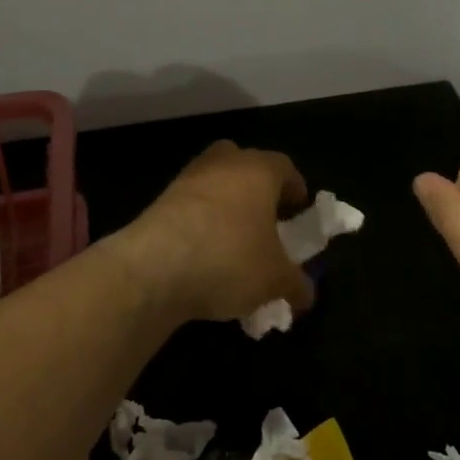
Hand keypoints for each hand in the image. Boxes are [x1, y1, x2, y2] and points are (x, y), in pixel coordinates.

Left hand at [122, 141, 315, 323]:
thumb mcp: (275, 280)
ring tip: (234, 245)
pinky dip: (201, 224)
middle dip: (257, 191)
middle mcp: (224, 164)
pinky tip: (204, 258)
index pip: (286, 168)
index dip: (296, 192)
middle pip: (246, 166)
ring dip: (226, 207)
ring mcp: (187, 179)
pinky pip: (191, 207)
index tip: (298, 216)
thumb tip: (306, 296)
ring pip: (215, 185)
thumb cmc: (229, 259)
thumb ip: (297, 285)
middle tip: (265, 223)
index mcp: (259, 170)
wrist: (152, 269)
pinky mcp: (159, 201)